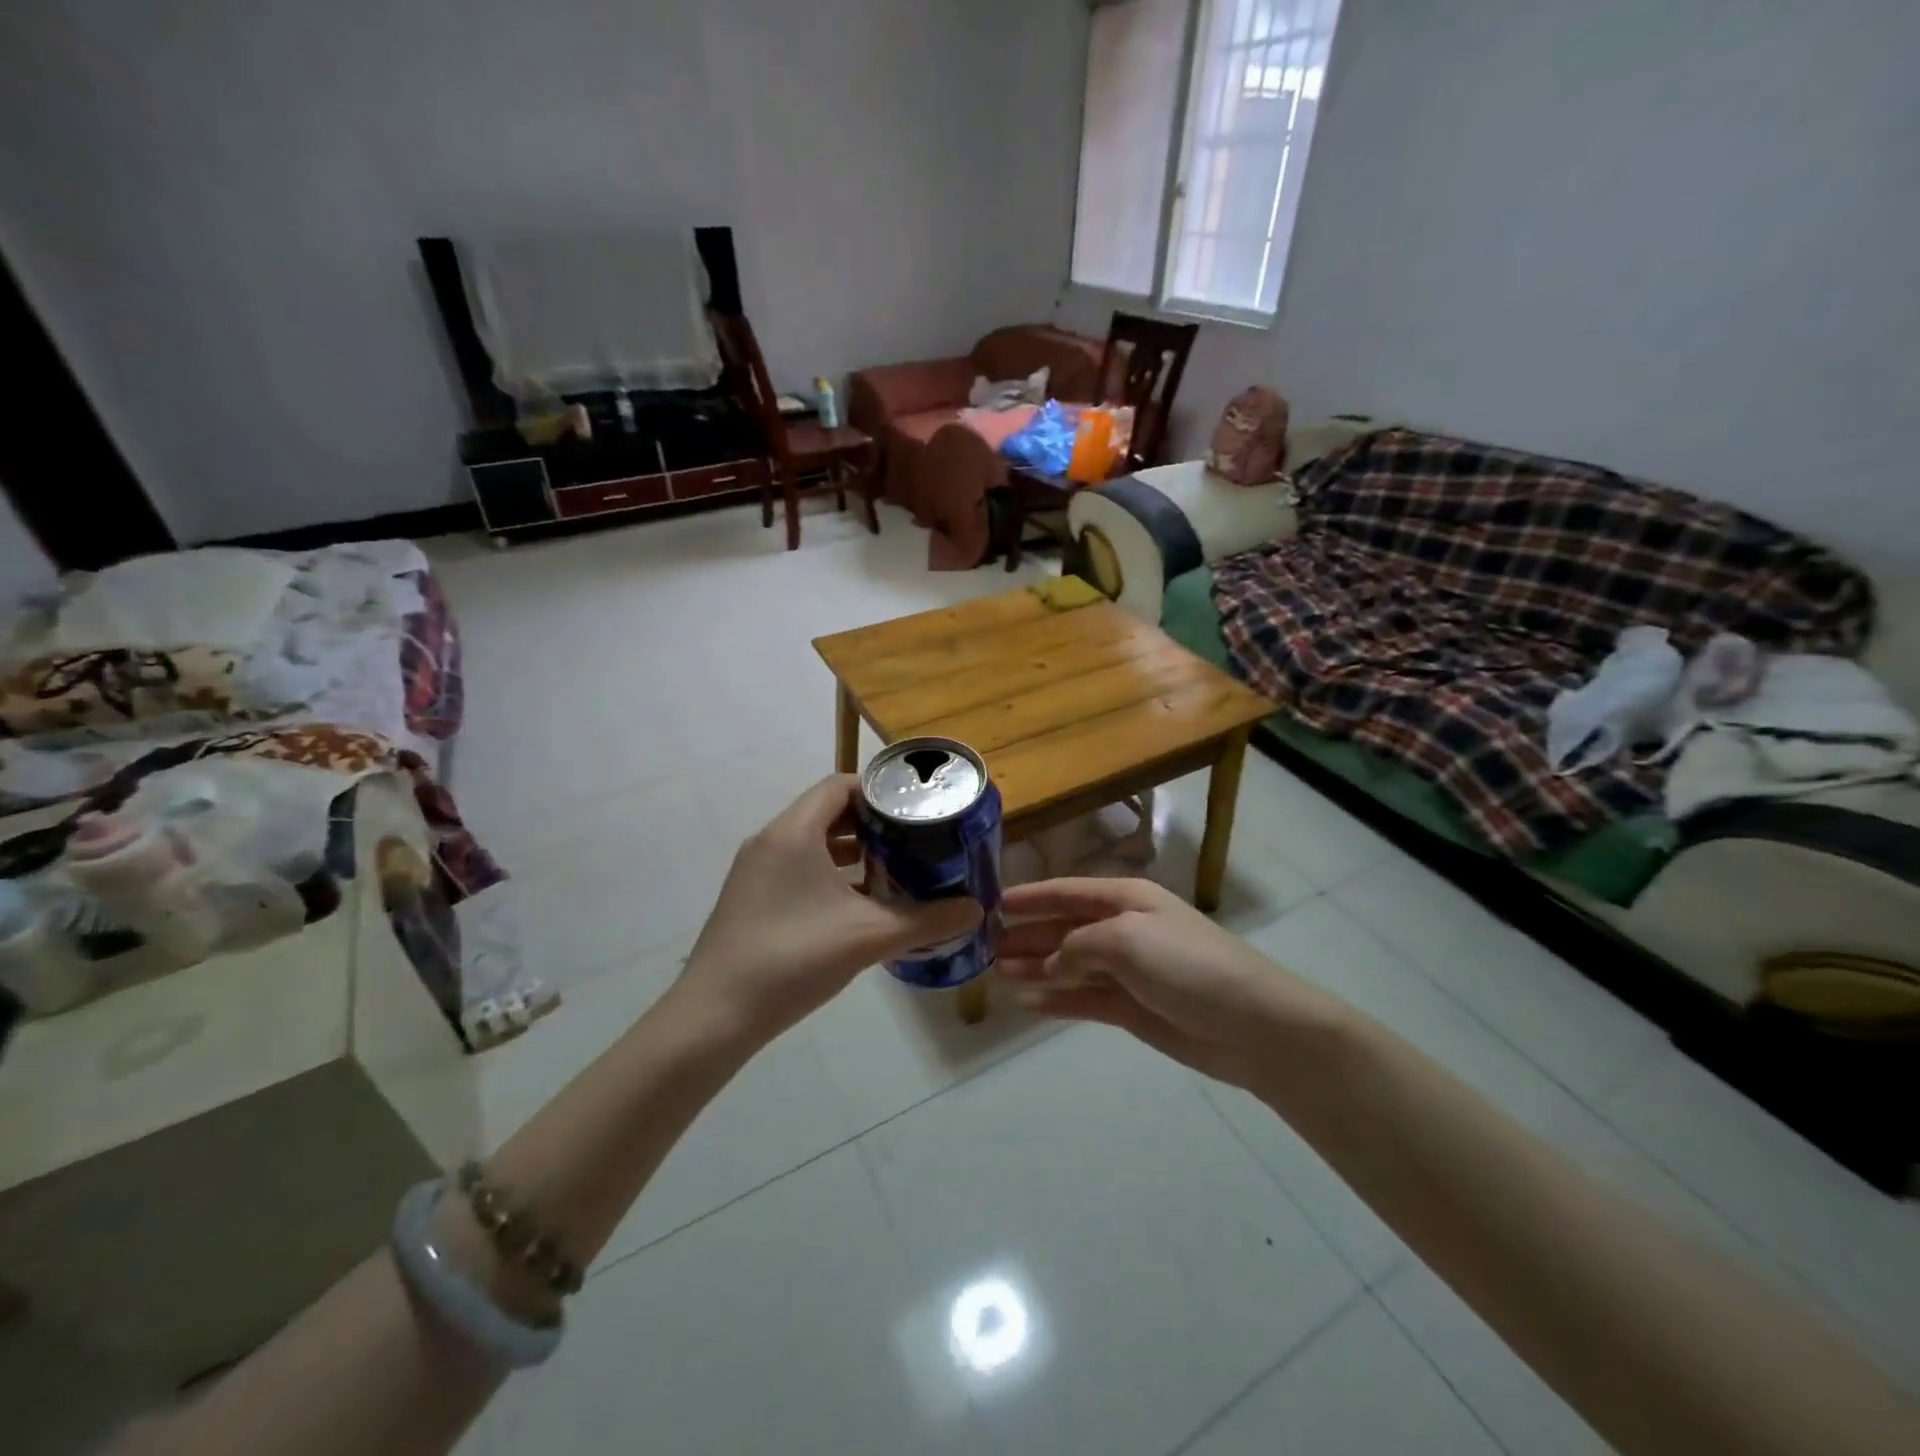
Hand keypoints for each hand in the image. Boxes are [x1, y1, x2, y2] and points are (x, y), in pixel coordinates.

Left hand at [678, 776, 981, 1042]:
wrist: (715, 1016)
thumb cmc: (793, 959)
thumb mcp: (869, 937)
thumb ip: (926, 920)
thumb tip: (976, 910)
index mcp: (794, 832)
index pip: (840, 785)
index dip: (880, 791)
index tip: (916, 809)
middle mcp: (771, 840)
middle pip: (827, 811)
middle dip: (872, 823)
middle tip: (913, 839)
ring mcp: (756, 870)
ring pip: (812, 841)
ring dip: (851, 850)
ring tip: (893, 868)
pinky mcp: (751, 897)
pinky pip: (797, 867)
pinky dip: (829, 873)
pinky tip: (857, 904)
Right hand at [998, 877, 1344, 1088]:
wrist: (1253, 1025)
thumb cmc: (1189, 965)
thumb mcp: (1128, 939)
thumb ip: (1079, 946)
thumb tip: (1051, 962)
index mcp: (1126, 900)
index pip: (1067, 892)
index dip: (1031, 897)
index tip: (993, 903)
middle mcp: (1124, 930)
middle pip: (1064, 928)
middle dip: (1027, 935)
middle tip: (985, 947)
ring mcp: (1128, 971)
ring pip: (1070, 965)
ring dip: (1036, 967)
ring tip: (998, 974)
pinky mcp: (1133, 1009)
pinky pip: (1085, 999)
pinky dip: (1058, 999)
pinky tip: (1030, 1003)